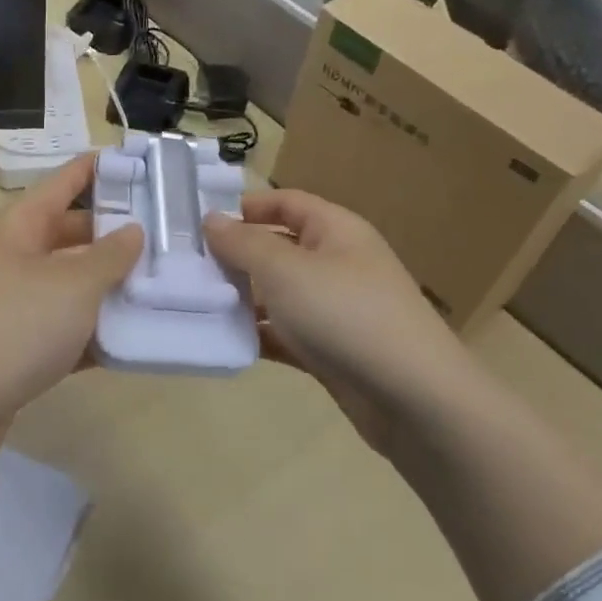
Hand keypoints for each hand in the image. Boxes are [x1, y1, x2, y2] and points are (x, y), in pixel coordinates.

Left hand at [0, 155, 141, 427]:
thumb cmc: (21, 322)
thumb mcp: (75, 284)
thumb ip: (111, 255)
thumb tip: (132, 231)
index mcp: (21, 224)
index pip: (67, 180)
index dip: (102, 168)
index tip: (142, 163)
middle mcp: (15, 254)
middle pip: (72, 231)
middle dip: (116, 233)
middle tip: (166, 233)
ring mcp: (14, 298)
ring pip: (71, 279)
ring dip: (110, 282)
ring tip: (161, 280)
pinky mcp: (18, 340)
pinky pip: (65, 322)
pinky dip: (94, 325)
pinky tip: (133, 333)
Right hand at [203, 190, 464, 453]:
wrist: (413, 399)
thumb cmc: (346, 315)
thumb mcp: (285, 271)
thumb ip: (243, 243)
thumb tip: (211, 219)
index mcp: (336, 230)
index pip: (287, 202)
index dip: (247, 206)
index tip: (201, 222)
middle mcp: (338, 263)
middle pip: (279, 248)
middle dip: (237, 255)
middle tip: (188, 267)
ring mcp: (336, 309)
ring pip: (280, 293)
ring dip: (243, 298)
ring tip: (196, 304)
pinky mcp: (332, 350)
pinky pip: (287, 333)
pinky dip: (260, 335)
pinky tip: (226, 341)